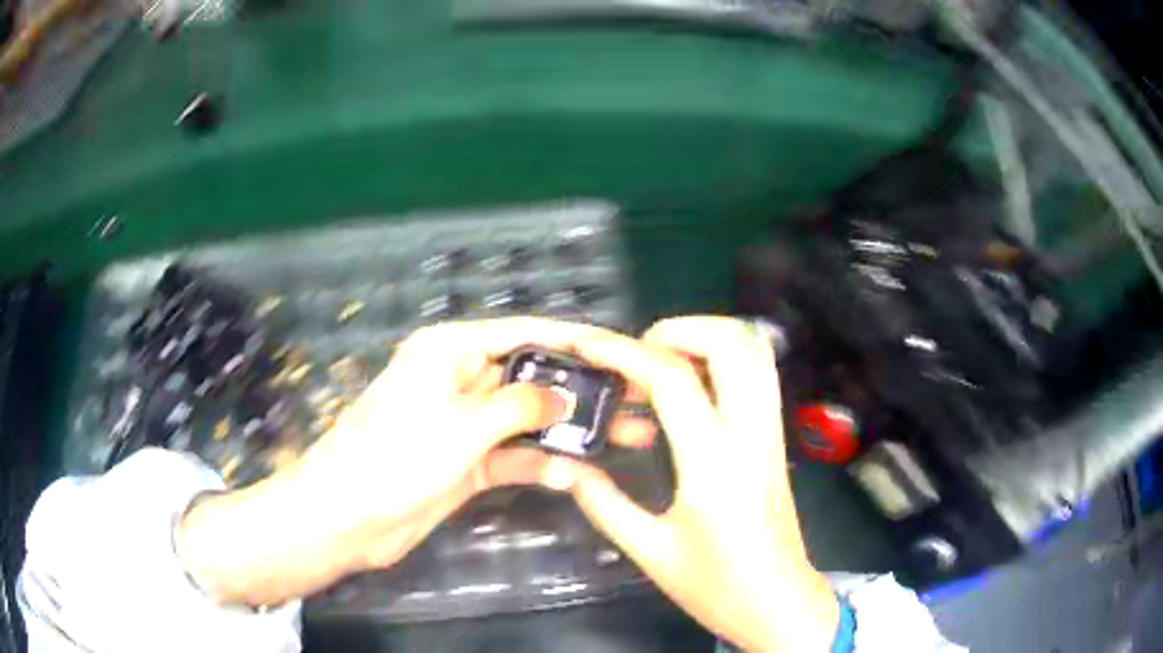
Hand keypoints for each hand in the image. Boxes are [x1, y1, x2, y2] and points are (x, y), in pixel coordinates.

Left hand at [175, 318, 651, 606]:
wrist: (347, 518)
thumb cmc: (394, 458)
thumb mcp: (460, 425)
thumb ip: (519, 407)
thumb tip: (565, 398)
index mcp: (450, 351)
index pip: (522, 333)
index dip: (572, 339)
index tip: (619, 349)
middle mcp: (460, 381)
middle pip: (531, 378)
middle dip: (580, 390)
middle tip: (635, 401)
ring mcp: (465, 426)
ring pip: (528, 419)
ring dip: (570, 429)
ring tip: (627, 436)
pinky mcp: (467, 464)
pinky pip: (514, 456)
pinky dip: (542, 463)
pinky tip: (578, 473)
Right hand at [543, 316, 838, 651]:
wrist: (777, 603)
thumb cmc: (717, 585)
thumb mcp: (650, 550)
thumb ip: (604, 503)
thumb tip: (568, 468)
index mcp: (714, 463)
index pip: (673, 379)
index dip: (625, 353)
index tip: (589, 346)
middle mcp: (751, 434)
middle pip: (732, 343)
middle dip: (679, 329)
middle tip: (638, 353)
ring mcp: (771, 432)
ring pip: (755, 352)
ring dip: (708, 339)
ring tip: (664, 360)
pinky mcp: (777, 439)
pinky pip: (759, 376)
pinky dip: (726, 360)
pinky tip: (693, 387)